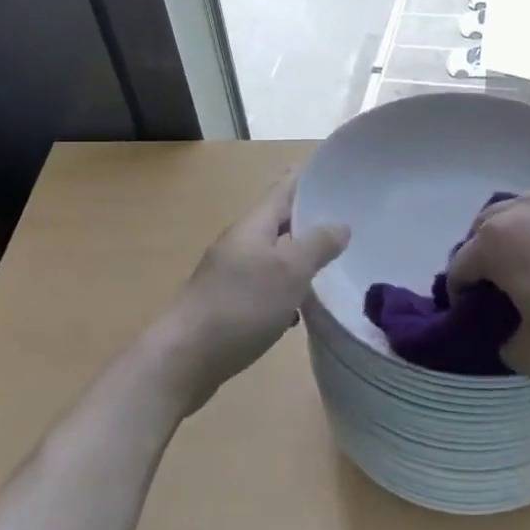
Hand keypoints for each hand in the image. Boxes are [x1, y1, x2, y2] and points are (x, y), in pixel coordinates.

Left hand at [152, 177, 349, 411]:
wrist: (183, 359)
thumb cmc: (240, 306)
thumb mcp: (288, 271)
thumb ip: (317, 245)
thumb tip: (340, 224)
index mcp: (253, 227)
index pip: (282, 190)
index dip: (305, 178)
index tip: (331, 170)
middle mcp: (239, 245)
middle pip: (277, 223)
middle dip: (308, 220)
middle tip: (345, 220)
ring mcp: (229, 276)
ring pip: (272, 258)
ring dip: (298, 257)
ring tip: (331, 263)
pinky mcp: (227, 307)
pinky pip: (263, 288)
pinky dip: (285, 290)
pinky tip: (300, 308)